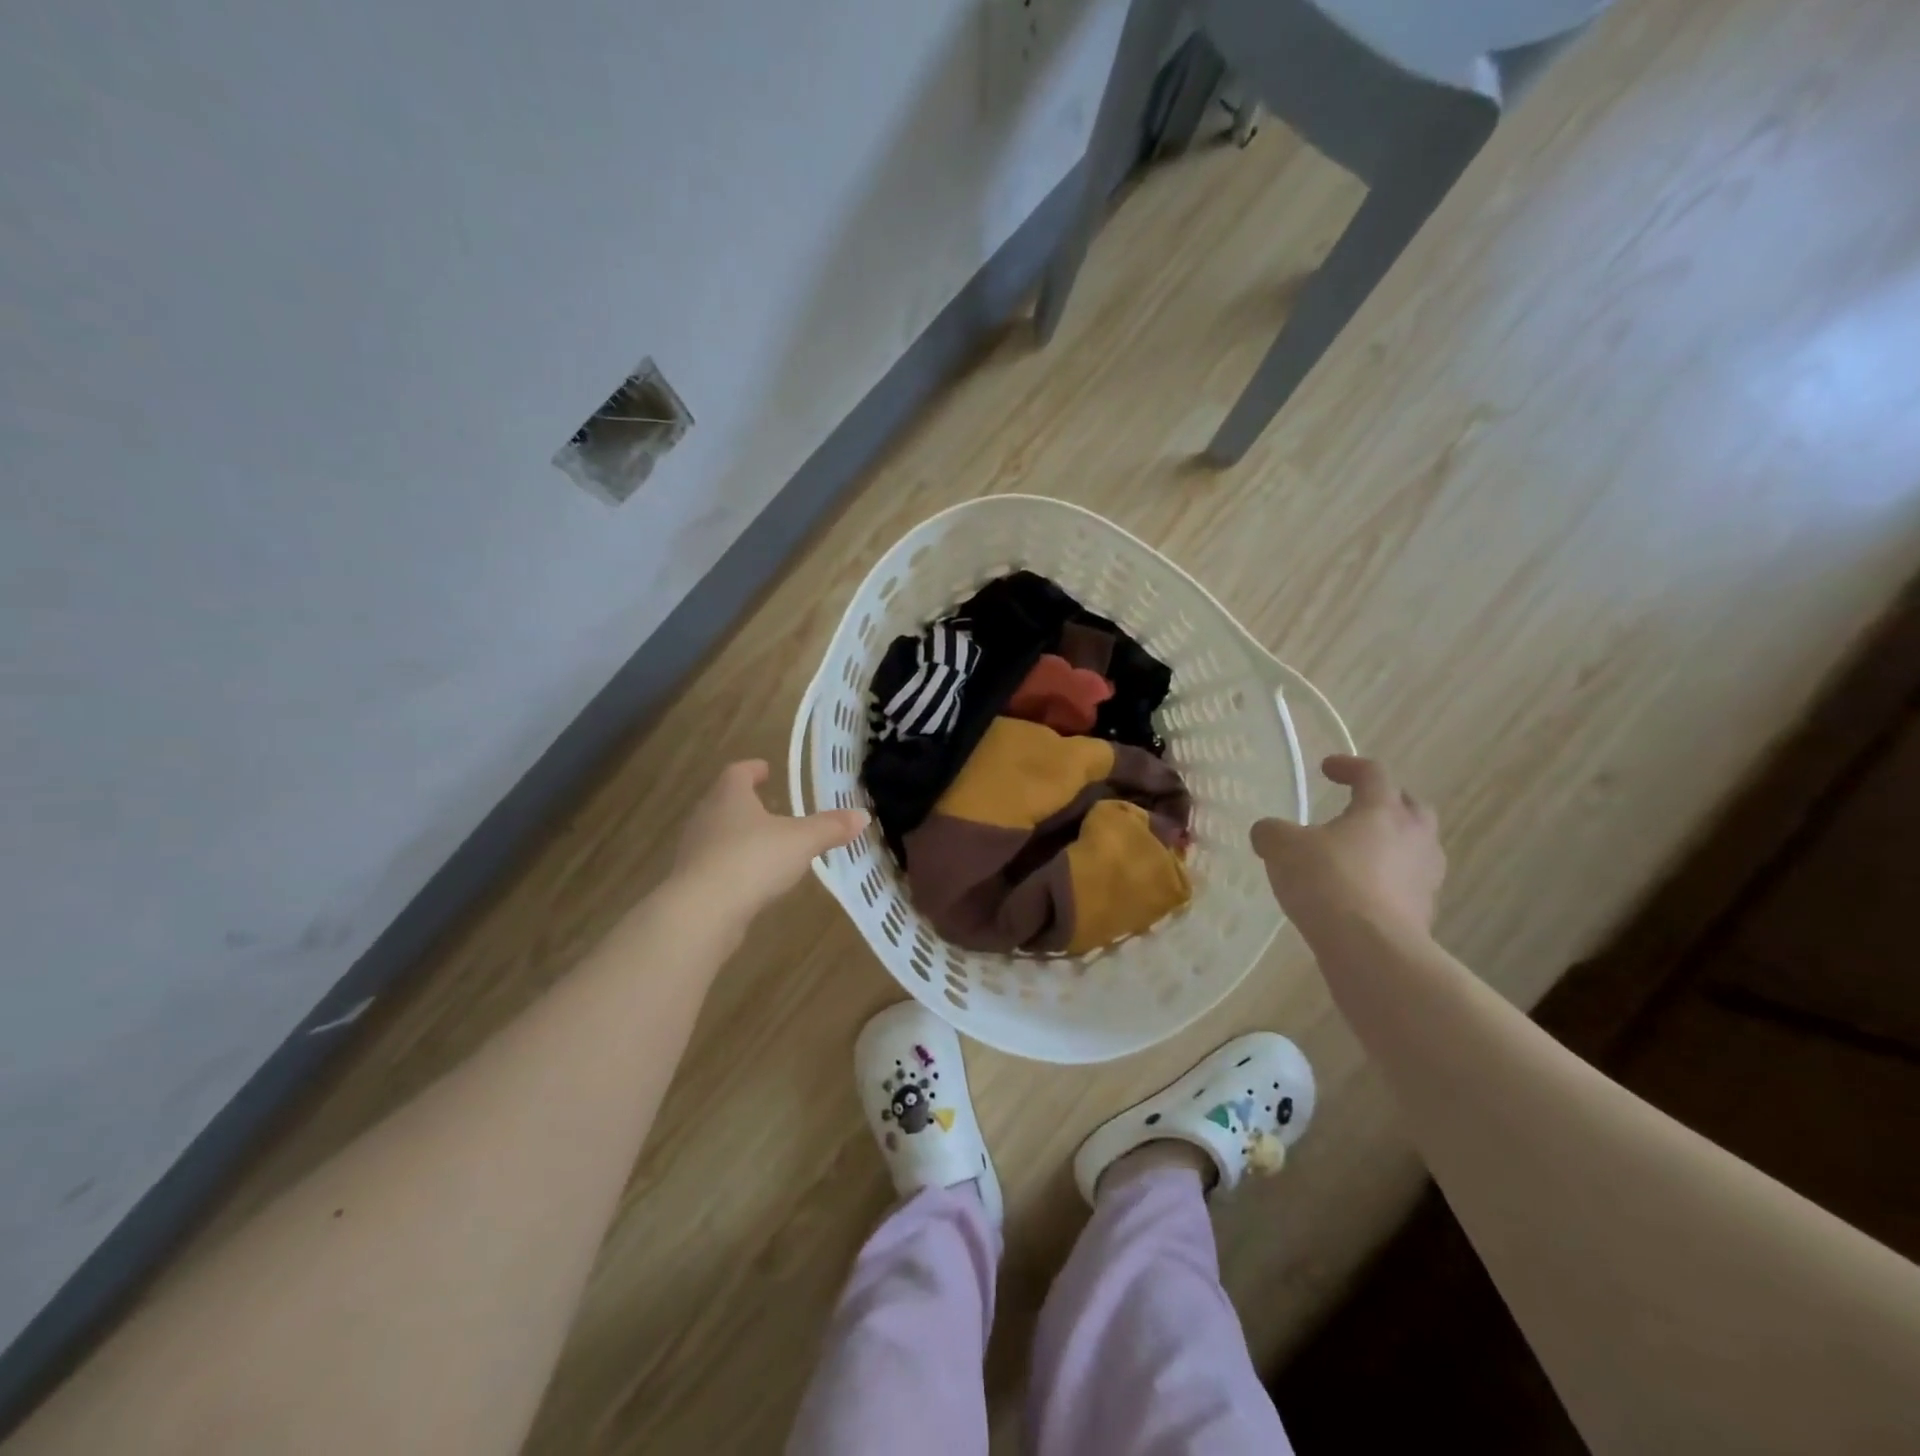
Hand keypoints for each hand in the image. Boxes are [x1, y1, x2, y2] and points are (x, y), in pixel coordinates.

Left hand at [673, 760, 868, 919]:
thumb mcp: (802, 841)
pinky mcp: (691, 882)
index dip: (753, 769)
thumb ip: (830, 827)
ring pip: (718, 834)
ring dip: (738, 835)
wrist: (702, 911)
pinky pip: (715, 865)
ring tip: (765, 844)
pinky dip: (733, 865)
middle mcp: (706, 817)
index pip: (738, 772)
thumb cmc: (753, 859)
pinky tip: (751, 878)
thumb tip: (862, 816)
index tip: (765, 769)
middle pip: (724, 801)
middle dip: (746, 803)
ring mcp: (694, 850)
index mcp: (730, 796)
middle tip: (769, 806)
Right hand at [1250, 756, 1444, 938]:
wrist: (1371, 948)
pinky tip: (1359, 893)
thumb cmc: (1328, 882)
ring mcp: (1426, 876)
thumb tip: (1267, 831)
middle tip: (1356, 808)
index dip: (1349, 766)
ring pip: (1414, 846)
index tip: (1326, 768)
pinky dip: (1387, 880)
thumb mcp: (1282, 848)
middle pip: (1409, 806)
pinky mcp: (1425, 911)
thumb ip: (1272, 832)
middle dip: (1384, 802)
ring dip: (1390, 844)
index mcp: (1382, 810)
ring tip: (1357, 855)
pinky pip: (1407, 883)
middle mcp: (1414, 836)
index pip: (1373, 773)